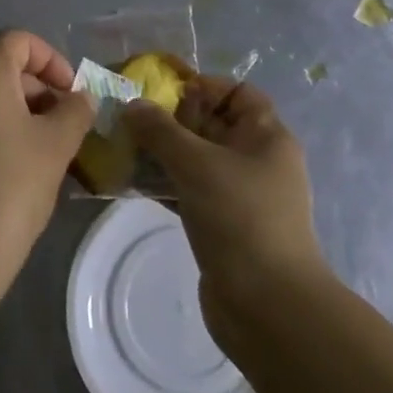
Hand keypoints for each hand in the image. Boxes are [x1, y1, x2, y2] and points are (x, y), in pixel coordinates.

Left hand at [0, 30, 93, 313]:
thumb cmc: (8, 188)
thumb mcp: (56, 146)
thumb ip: (74, 111)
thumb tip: (80, 98)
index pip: (18, 41)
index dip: (51, 60)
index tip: (71, 94)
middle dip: (30, 88)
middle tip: (56, 124)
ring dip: (5, 108)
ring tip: (32, 148)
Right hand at [122, 77, 322, 330]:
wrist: (268, 307)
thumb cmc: (239, 218)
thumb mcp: (196, 163)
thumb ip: (160, 130)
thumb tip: (132, 104)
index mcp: (266, 136)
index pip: (237, 91)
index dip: (202, 85)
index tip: (161, 92)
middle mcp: (257, 159)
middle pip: (213, 123)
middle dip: (172, 118)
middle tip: (130, 118)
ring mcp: (241, 194)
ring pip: (197, 158)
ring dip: (163, 152)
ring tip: (124, 147)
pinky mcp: (223, 224)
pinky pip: (191, 190)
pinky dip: (166, 183)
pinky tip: (133, 182)